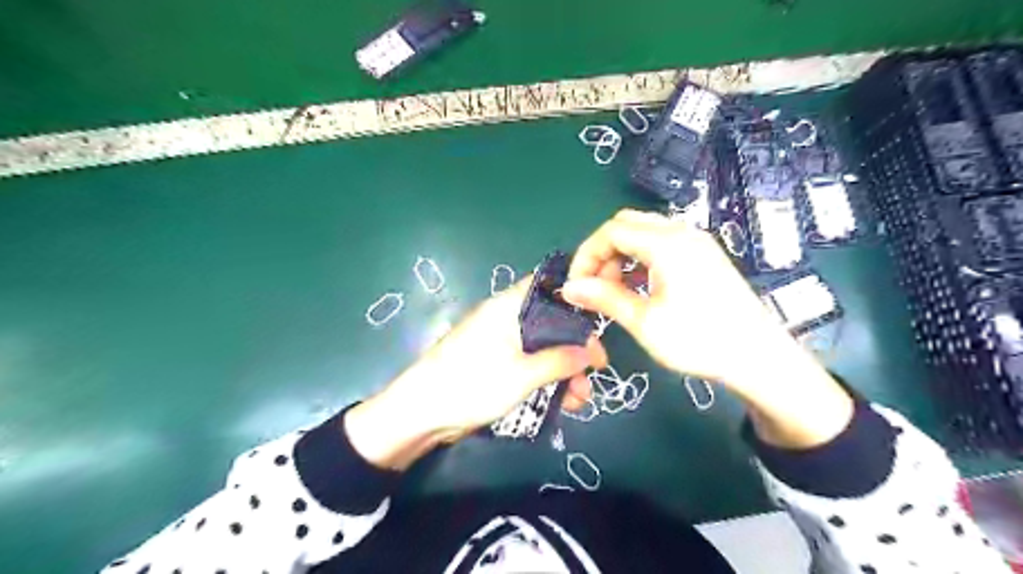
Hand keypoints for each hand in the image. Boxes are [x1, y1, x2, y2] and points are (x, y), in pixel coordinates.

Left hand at [347, 277, 600, 469]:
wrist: (421, 414)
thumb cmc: (472, 383)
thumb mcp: (523, 374)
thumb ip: (560, 361)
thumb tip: (591, 352)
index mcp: (508, 306)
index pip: (547, 287)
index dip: (575, 300)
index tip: (599, 322)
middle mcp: (505, 318)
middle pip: (550, 323)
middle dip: (575, 347)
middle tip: (597, 369)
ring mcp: (500, 343)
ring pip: (542, 348)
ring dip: (564, 370)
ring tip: (582, 397)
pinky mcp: (496, 365)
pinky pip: (529, 365)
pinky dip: (547, 380)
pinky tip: (564, 402)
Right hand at [558, 208, 776, 386]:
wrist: (759, 357)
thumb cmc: (699, 340)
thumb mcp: (645, 321)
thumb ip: (604, 298)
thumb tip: (569, 288)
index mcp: (666, 243)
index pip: (610, 231)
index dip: (587, 255)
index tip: (577, 286)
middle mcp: (682, 232)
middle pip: (626, 224)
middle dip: (603, 252)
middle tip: (597, 287)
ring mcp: (696, 242)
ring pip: (644, 232)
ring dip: (622, 255)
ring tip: (616, 291)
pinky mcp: (704, 255)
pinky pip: (662, 244)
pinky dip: (641, 259)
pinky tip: (640, 288)